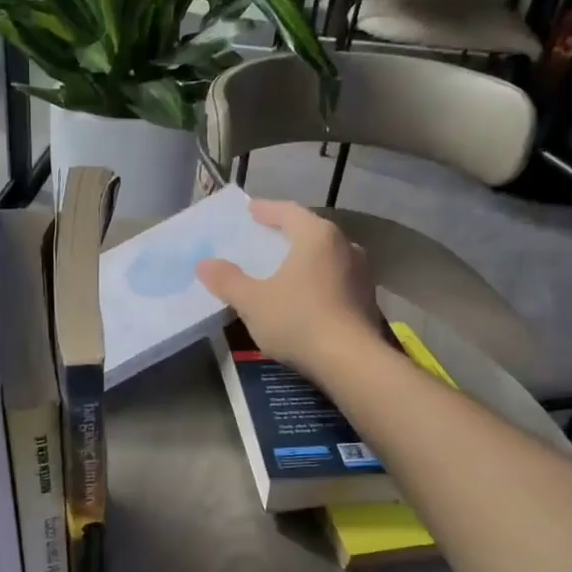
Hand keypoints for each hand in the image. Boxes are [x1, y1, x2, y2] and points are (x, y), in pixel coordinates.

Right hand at [196, 198, 380, 379]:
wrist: (351, 361)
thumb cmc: (298, 320)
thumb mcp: (252, 301)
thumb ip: (227, 280)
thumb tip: (203, 264)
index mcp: (317, 236)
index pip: (288, 212)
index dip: (267, 210)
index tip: (251, 210)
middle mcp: (345, 246)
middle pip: (311, 232)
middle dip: (288, 234)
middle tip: (266, 238)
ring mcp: (361, 273)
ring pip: (327, 256)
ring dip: (305, 259)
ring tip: (285, 268)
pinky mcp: (367, 299)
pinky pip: (336, 279)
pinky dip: (318, 281)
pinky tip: (305, 296)